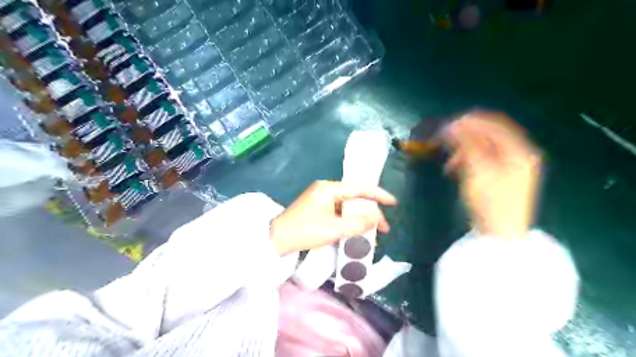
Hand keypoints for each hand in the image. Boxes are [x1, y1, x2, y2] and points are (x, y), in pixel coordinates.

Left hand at [269, 181, 395, 256]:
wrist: (276, 239)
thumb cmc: (304, 231)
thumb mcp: (333, 228)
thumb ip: (357, 223)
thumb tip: (377, 218)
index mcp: (329, 189)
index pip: (359, 188)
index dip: (378, 195)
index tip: (393, 202)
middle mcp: (326, 190)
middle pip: (354, 198)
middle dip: (370, 213)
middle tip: (383, 228)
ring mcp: (321, 199)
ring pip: (347, 207)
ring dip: (360, 219)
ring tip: (372, 234)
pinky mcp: (318, 209)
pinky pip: (339, 213)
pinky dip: (349, 221)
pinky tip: (356, 231)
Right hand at [444, 112, 541, 239]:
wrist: (500, 234)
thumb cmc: (490, 201)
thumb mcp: (477, 170)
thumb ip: (467, 144)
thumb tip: (454, 124)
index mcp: (519, 150)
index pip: (494, 124)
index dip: (469, 121)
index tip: (447, 125)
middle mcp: (518, 154)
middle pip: (489, 135)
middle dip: (464, 136)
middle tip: (442, 140)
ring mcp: (511, 166)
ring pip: (483, 148)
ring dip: (463, 149)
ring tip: (447, 161)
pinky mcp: (501, 177)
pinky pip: (482, 160)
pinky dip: (467, 160)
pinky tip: (453, 168)